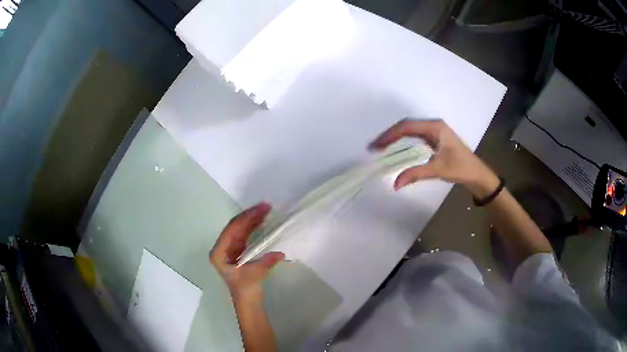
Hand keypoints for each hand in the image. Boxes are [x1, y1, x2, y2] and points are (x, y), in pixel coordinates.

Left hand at [210, 203, 284, 301]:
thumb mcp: (255, 275)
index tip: (260, 209)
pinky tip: (261, 220)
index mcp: (219, 252)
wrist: (247, 302)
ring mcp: (229, 249)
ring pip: (240, 229)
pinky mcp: (237, 251)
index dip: (246, 218)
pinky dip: (253, 227)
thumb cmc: (246, 290)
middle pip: (235, 227)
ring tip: (266, 209)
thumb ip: (265, 262)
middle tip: (265, 206)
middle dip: (250, 215)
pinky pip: (244, 235)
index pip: (232, 230)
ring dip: (252, 219)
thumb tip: (280, 253)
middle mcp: (222, 248)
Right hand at [370, 119, 498, 197]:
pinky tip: (396, 148)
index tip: (376, 145)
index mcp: (435, 127)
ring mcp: (434, 132)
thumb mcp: (438, 170)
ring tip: (382, 147)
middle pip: (406, 126)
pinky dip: (403, 142)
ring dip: (395, 138)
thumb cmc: (460, 168)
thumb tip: (395, 184)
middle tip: (375, 147)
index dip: (390, 135)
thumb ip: (415, 174)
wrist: (476, 173)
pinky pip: (415, 137)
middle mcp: (433, 126)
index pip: (407, 127)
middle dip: (390, 135)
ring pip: (410, 131)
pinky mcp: (435, 139)